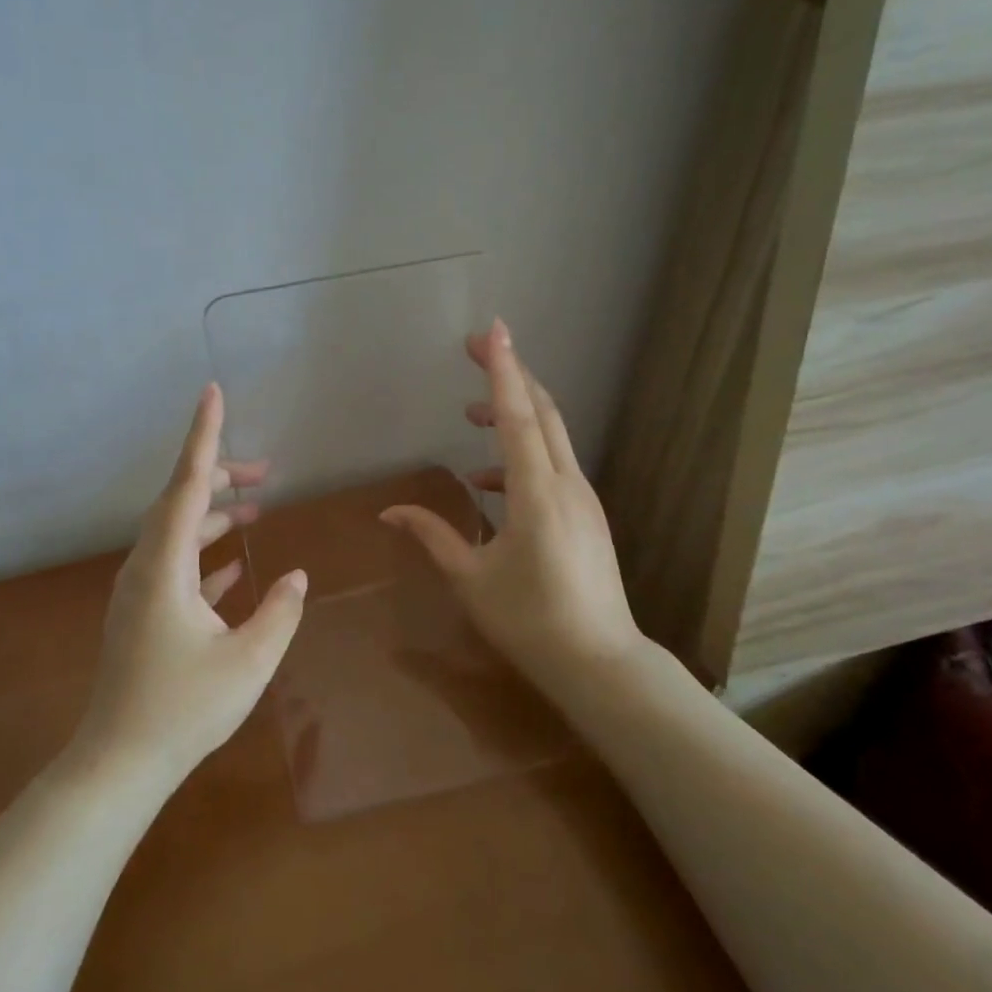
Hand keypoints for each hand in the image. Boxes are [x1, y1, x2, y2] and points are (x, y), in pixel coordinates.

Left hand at [73, 383, 307, 789]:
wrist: (119, 761)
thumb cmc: (185, 708)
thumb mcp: (250, 660)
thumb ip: (279, 611)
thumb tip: (294, 577)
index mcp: (164, 566)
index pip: (187, 485)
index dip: (203, 437)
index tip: (213, 393)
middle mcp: (145, 567)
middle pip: (179, 503)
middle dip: (220, 477)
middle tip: (265, 472)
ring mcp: (140, 592)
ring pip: (177, 534)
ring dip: (214, 516)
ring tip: (256, 510)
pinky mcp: (142, 614)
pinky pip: (175, 566)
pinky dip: (204, 555)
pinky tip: (234, 566)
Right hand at [381, 318, 641, 695]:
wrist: (600, 662)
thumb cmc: (529, 621)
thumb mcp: (470, 579)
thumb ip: (432, 535)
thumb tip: (391, 511)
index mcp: (537, 494)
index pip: (518, 417)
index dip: (503, 370)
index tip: (492, 329)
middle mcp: (566, 484)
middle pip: (542, 412)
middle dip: (511, 375)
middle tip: (476, 349)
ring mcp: (583, 498)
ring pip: (551, 437)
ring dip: (515, 416)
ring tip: (472, 416)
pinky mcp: (586, 514)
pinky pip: (553, 466)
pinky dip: (522, 456)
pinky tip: (488, 482)